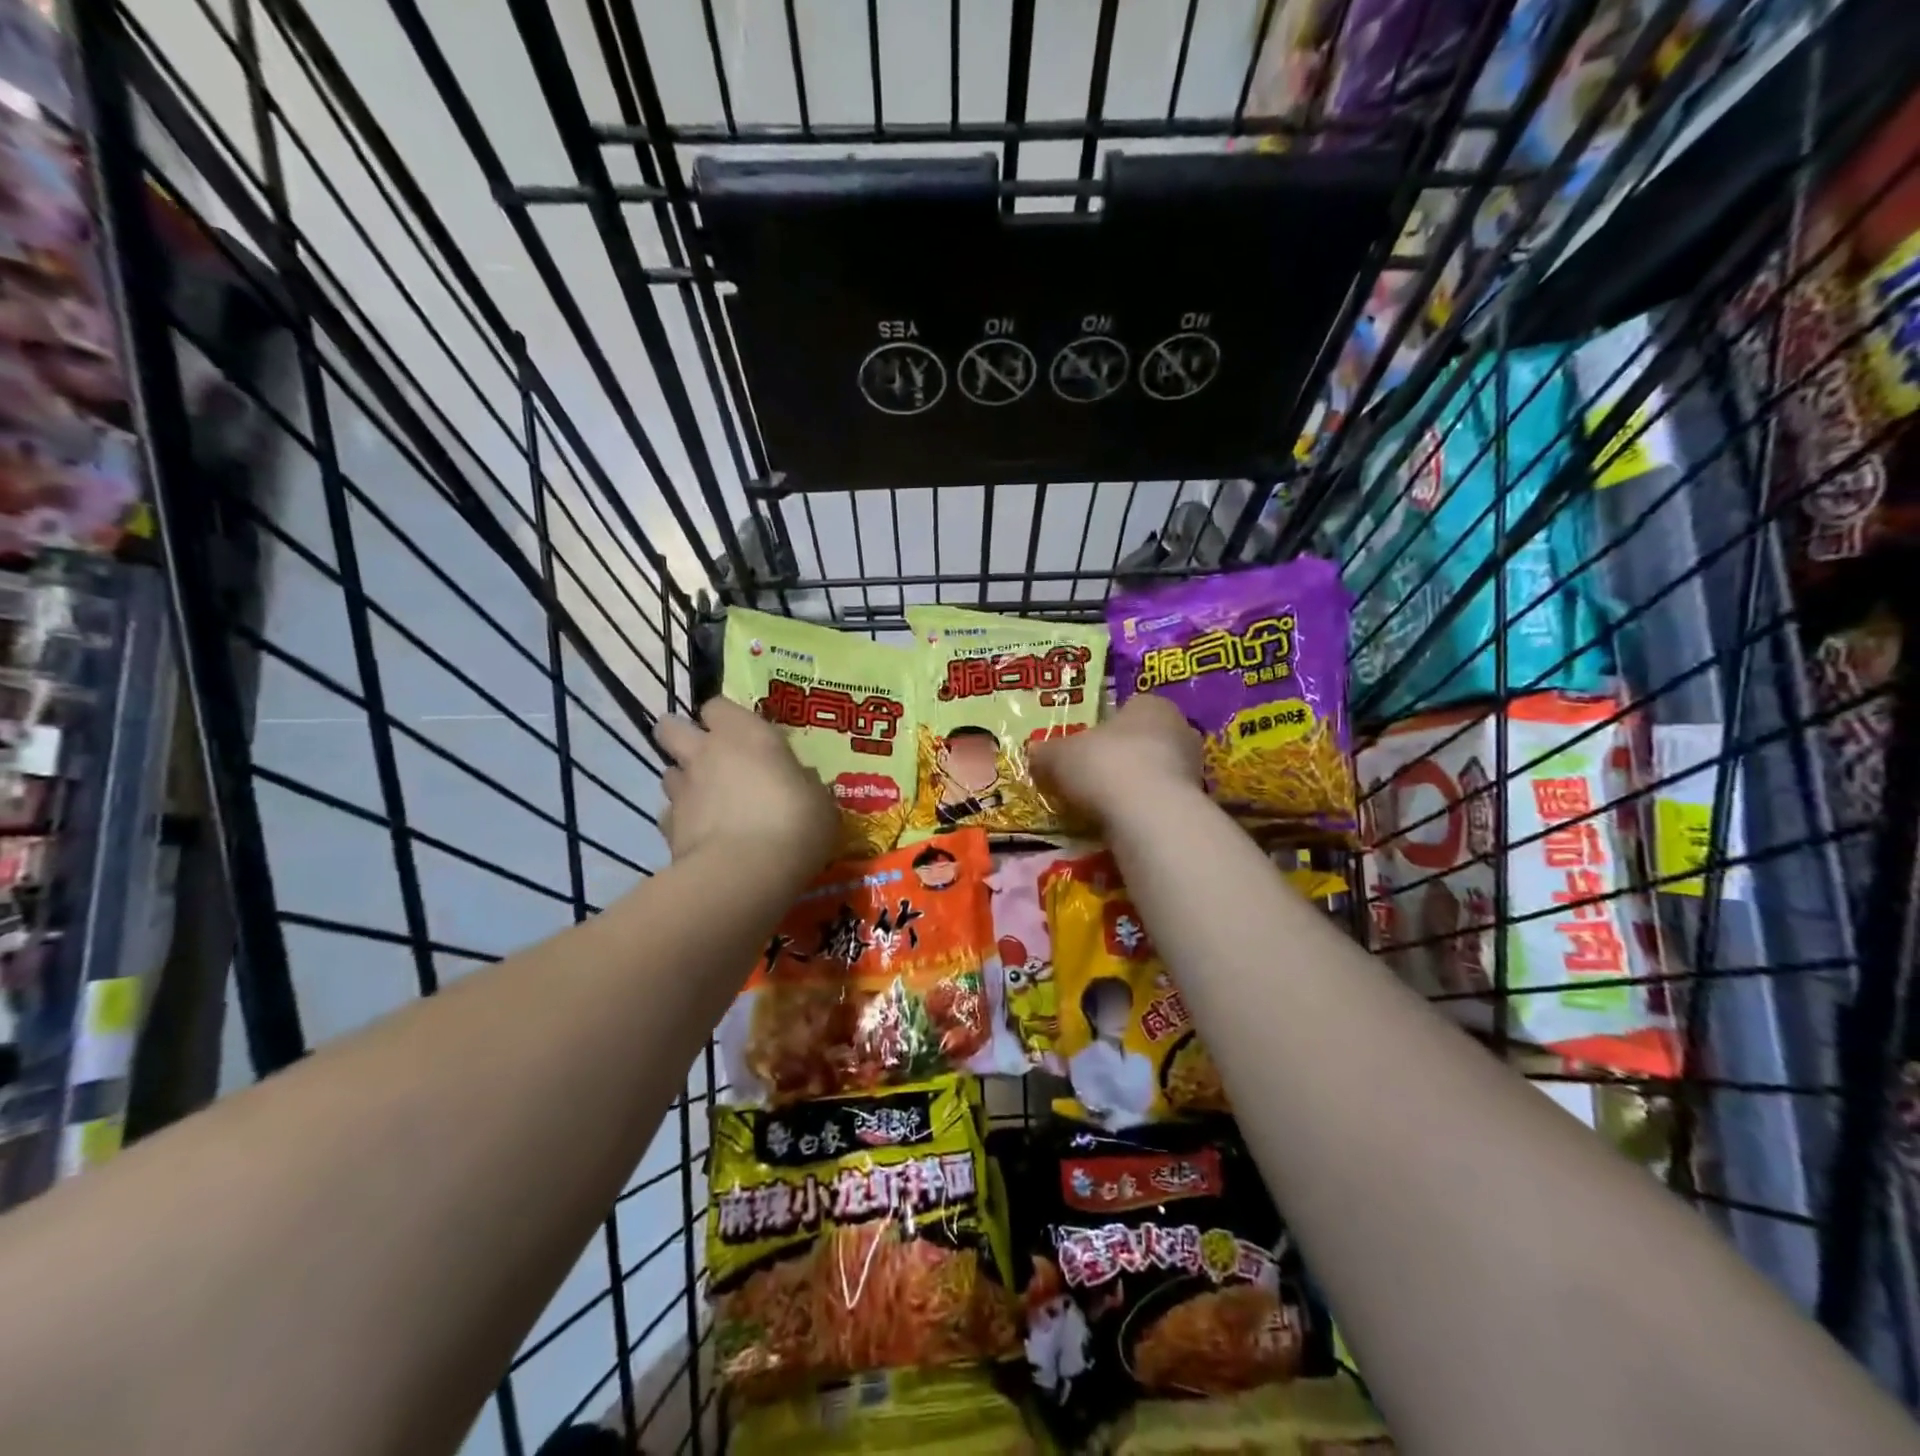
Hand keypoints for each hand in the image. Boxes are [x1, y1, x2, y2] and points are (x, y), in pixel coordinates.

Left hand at [656, 697, 837, 874]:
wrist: (746, 873)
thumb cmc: (794, 822)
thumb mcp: (819, 800)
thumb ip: (802, 783)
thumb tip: (798, 779)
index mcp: (745, 733)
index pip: (717, 705)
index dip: (725, 718)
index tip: (741, 733)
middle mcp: (706, 752)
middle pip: (671, 727)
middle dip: (681, 736)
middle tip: (707, 756)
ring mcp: (682, 789)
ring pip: (669, 772)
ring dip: (684, 781)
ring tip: (708, 801)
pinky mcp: (667, 827)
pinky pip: (669, 815)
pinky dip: (682, 822)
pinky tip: (702, 836)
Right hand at [1030, 695, 1202, 826]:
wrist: (1148, 815)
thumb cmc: (1104, 766)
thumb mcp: (1058, 756)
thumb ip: (1046, 752)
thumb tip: (1034, 752)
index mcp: (1151, 704)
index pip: (1128, 707)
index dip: (1104, 726)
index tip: (1084, 746)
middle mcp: (1179, 728)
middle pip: (1144, 739)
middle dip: (1122, 756)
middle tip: (1091, 774)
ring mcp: (1194, 767)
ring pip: (1155, 771)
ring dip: (1134, 784)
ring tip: (1103, 803)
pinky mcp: (1196, 802)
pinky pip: (1161, 800)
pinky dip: (1143, 808)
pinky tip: (1122, 821)